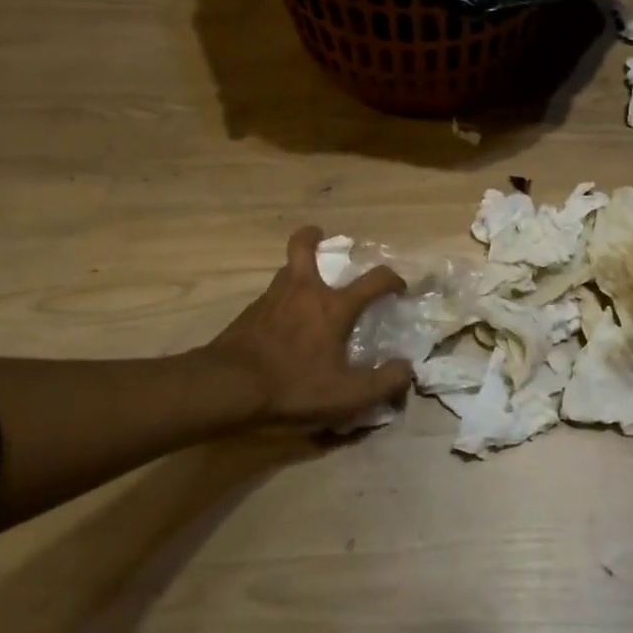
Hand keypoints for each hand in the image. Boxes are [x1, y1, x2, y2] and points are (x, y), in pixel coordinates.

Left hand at [199, 226, 414, 428]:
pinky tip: (280, 324)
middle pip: (304, 247)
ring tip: (304, 287)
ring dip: (297, 271)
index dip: (392, 280)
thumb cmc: (293, 386)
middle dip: (313, 236)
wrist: (226, 387)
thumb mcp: (346, 396)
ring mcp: (271, 299)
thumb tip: (406, 369)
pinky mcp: (248, 315)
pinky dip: (280, 302)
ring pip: (285, 271)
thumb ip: (383, 383)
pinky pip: (270, 298)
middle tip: (320, 236)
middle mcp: (303, 292)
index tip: (398, 288)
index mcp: (333, 306)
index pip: (374, 280)